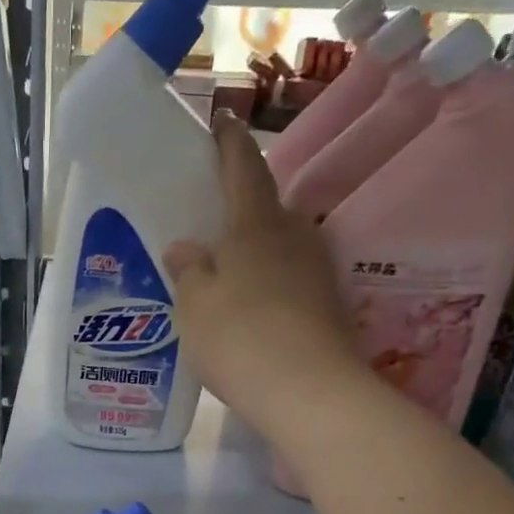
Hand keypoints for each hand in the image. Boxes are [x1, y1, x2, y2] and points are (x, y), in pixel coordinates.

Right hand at [164, 112, 362, 438]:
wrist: (310, 393)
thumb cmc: (240, 337)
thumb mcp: (194, 305)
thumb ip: (187, 271)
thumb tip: (185, 248)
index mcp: (257, 224)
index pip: (244, 168)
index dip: (230, 143)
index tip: (222, 121)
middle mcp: (295, 237)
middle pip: (267, 211)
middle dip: (242, 212)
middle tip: (212, 227)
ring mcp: (318, 272)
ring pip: (281, 248)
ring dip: (257, 253)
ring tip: (228, 274)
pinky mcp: (329, 307)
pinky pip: (291, 281)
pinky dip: (270, 285)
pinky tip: (252, 310)